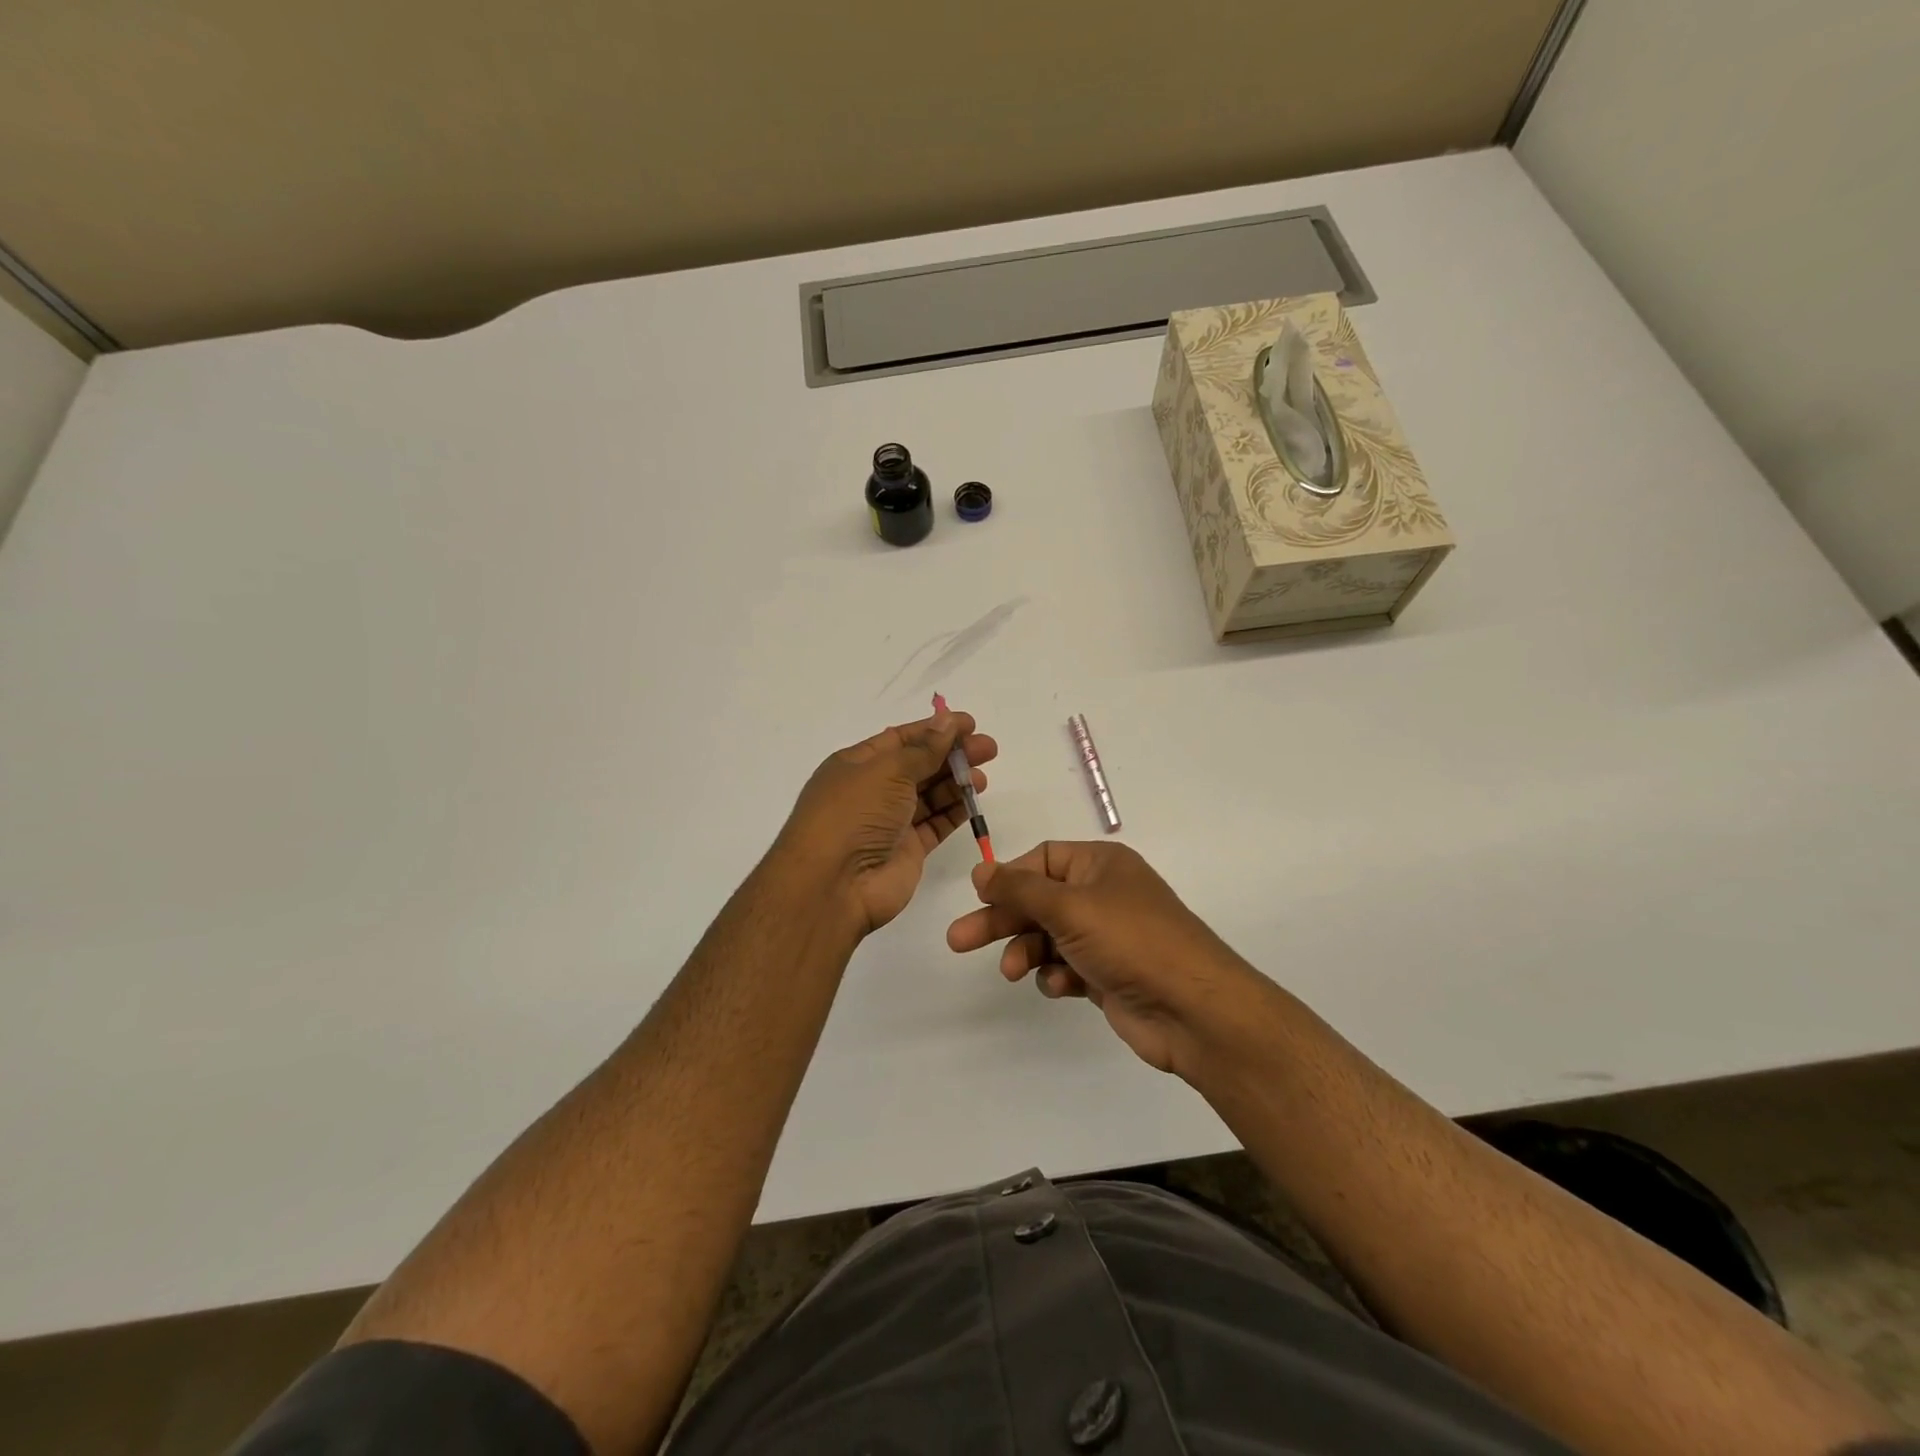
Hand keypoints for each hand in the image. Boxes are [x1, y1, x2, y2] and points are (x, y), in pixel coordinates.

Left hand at [775, 709, 997, 936]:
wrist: (834, 884)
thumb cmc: (854, 814)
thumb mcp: (888, 771)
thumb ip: (924, 749)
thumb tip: (946, 722)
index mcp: (857, 764)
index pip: (901, 739)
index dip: (935, 730)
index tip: (970, 724)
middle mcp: (872, 791)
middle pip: (919, 765)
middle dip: (952, 754)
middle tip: (988, 749)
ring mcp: (890, 822)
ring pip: (929, 795)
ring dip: (956, 782)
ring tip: (983, 777)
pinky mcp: (908, 849)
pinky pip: (936, 823)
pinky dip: (955, 810)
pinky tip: (974, 798)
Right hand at [946, 840, 1266, 1075]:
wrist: (1192, 1010)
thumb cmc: (1130, 941)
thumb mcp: (1069, 906)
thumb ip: (1019, 889)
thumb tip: (980, 869)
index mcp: (1101, 865)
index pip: (1043, 858)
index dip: (1010, 876)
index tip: (980, 897)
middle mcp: (1104, 895)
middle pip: (1039, 900)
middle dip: (1002, 920)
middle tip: (958, 941)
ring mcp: (1107, 937)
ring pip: (1049, 936)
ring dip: (1026, 951)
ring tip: (1012, 972)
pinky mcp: (1108, 974)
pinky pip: (1067, 966)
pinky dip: (1056, 975)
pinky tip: (1057, 987)